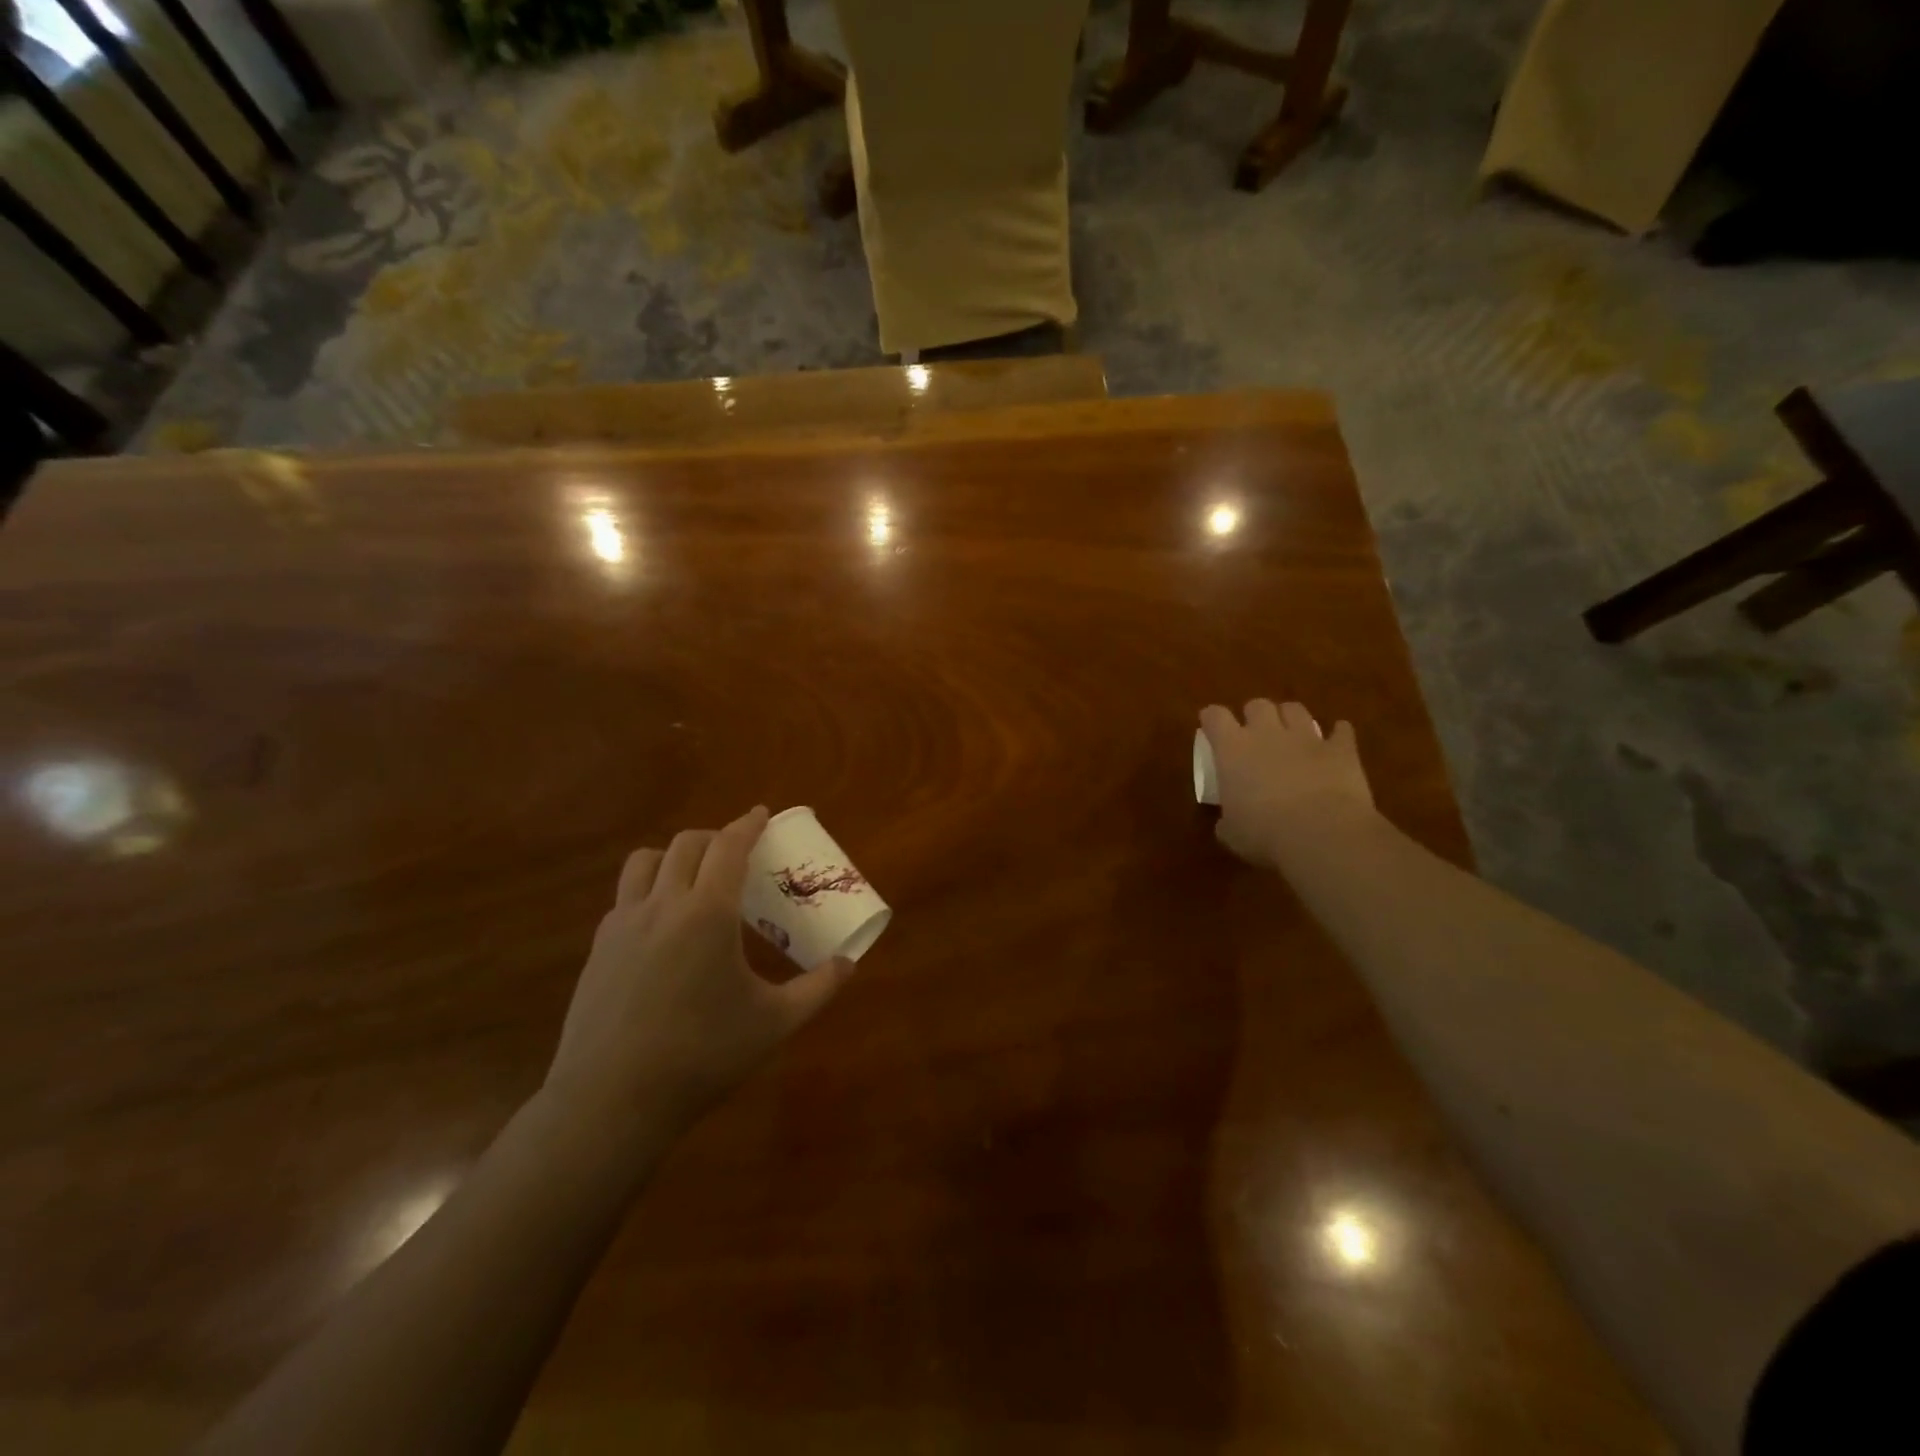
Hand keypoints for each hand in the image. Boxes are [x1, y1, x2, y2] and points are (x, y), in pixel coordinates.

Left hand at [545, 805, 852, 1135]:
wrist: (612, 1100)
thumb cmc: (703, 1055)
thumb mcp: (774, 1022)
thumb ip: (818, 988)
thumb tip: (849, 964)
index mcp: (708, 912)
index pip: (729, 846)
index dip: (747, 824)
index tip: (760, 814)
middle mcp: (663, 904)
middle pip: (687, 844)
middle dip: (715, 837)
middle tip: (736, 852)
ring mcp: (623, 924)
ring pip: (645, 861)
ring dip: (674, 855)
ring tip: (693, 877)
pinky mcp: (599, 948)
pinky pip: (625, 897)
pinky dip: (649, 889)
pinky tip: (663, 925)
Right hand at [1199, 699, 1376, 867]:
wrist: (1321, 834)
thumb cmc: (1264, 834)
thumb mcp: (1231, 833)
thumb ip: (1226, 820)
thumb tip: (1227, 823)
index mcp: (1233, 750)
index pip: (1215, 717)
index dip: (1211, 718)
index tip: (1210, 726)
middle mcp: (1267, 734)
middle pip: (1257, 705)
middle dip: (1254, 715)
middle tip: (1254, 733)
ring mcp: (1307, 738)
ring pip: (1295, 710)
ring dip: (1291, 718)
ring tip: (1291, 733)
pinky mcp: (1341, 750)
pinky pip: (1342, 731)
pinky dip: (1338, 735)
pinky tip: (1336, 742)